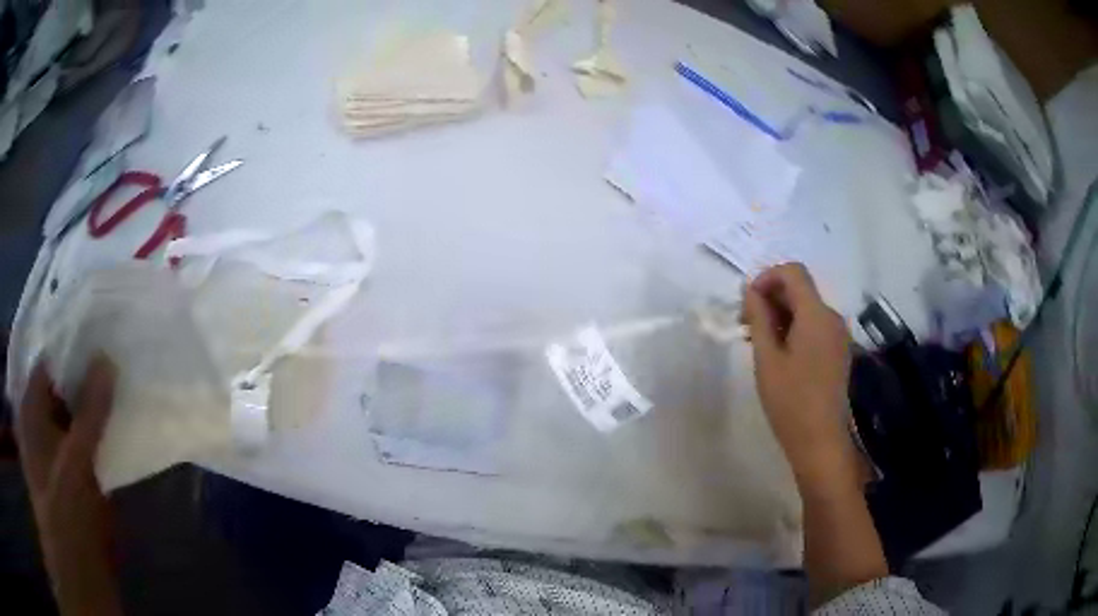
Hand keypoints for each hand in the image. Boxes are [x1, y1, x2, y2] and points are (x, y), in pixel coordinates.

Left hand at [17, 357, 121, 615]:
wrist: (78, 565)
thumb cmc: (66, 507)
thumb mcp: (76, 457)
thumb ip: (90, 409)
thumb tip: (107, 359)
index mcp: (32, 405)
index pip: (50, 360)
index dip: (72, 346)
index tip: (101, 335)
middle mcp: (39, 417)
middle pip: (61, 384)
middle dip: (85, 373)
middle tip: (115, 357)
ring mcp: (54, 443)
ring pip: (73, 410)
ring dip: (92, 401)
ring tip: (119, 384)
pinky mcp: (69, 466)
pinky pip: (82, 434)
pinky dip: (96, 428)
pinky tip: (115, 422)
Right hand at [741, 263, 854, 487]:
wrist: (820, 441)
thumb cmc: (790, 402)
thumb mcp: (767, 359)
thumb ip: (759, 318)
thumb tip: (751, 290)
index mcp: (817, 315)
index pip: (793, 272)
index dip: (767, 278)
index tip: (746, 303)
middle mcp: (832, 317)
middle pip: (800, 289)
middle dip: (770, 297)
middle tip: (744, 324)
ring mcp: (838, 334)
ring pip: (806, 308)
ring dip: (780, 314)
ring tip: (756, 340)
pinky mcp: (837, 350)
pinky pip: (814, 325)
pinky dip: (793, 328)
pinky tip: (777, 352)